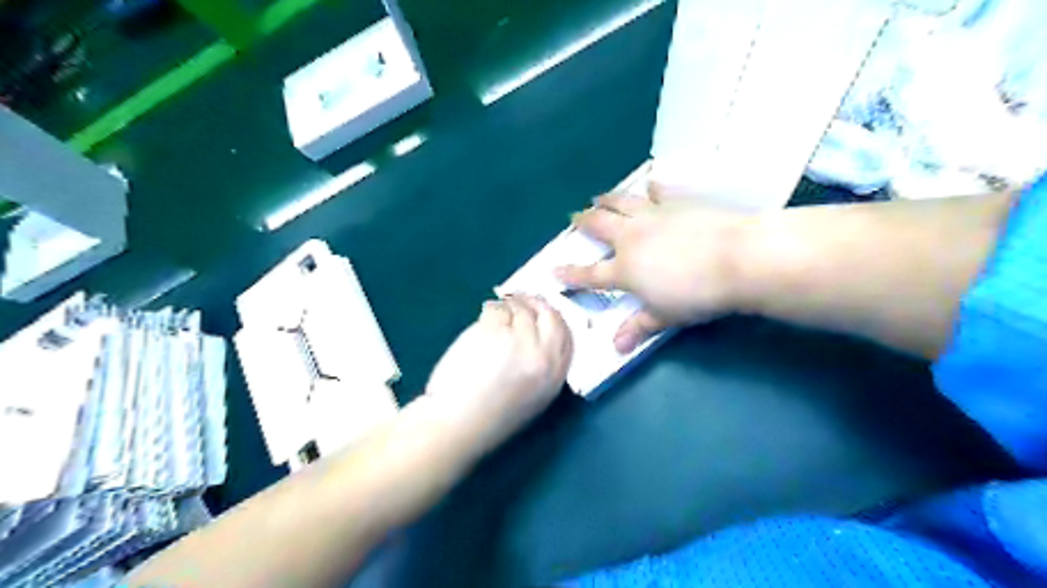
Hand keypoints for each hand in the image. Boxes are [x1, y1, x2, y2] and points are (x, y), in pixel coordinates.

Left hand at [423, 296, 571, 452]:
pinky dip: (490, 310)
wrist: (458, 425)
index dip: (554, 318)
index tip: (542, 312)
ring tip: (496, 313)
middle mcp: (542, 355)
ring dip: (509, 306)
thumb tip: (535, 334)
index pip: (565, 335)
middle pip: (549, 315)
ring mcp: (518, 341)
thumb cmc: (490, 418)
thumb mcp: (533, 398)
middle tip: (521, 300)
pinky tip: (483, 317)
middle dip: (536, 304)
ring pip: (520, 310)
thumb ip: (541, 366)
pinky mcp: (494, 332)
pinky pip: (496, 310)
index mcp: (554, 376)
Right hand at [556, 183, 753, 353]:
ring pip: (621, 202)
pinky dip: (651, 188)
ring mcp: (653, 215)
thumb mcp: (665, 316)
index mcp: (625, 269)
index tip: (553, 270)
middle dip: (583, 222)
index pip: (590, 274)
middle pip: (599, 226)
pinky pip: (659, 190)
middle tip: (574, 217)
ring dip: (607, 199)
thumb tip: (616, 346)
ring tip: (598, 197)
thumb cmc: (698, 294)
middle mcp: (631, 237)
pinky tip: (650, 185)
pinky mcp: (677, 200)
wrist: (737, 258)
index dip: (570, 274)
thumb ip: (638, 327)